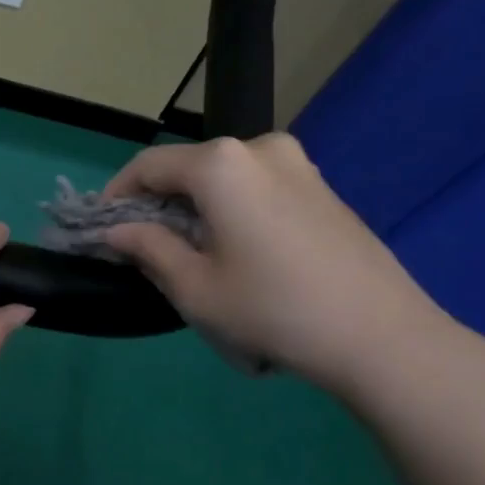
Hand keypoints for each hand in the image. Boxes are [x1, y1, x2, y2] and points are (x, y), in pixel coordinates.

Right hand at [101, 134, 470, 401]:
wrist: (381, 336)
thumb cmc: (273, 310)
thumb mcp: (196, 288)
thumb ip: (148, 249)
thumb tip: (117, 231)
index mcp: (221, 164)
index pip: (148, 166)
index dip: (117, 195)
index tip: (103, 229)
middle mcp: (259, 147)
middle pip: (188, 169)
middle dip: (160, 205)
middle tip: (146, 250)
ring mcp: (298, 164)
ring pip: (225, 179)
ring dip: (198, 209)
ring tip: (194, 257)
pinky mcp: (322, 187)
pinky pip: (258, 188)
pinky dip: (233, 210)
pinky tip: (240, 254)